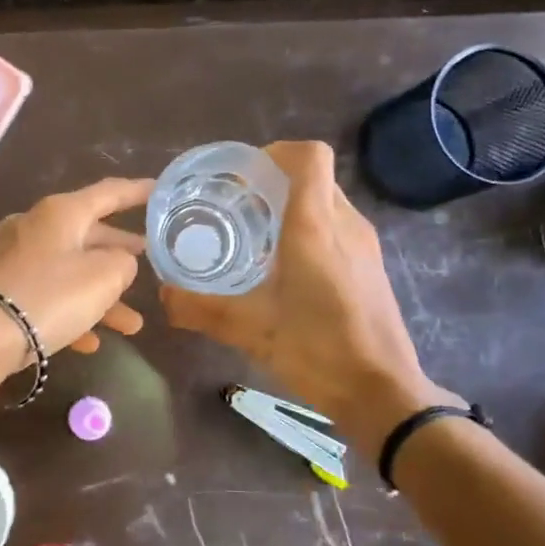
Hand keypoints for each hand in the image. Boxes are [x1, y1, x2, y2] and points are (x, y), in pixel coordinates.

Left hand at [0, 177, 153, 383]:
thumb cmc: (48, 297)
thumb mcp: (102, 277)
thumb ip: (123, 263)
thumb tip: (117, 262)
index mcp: (60, 213)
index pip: (109, 193)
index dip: (138, 192)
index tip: (160, 191)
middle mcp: (34, 228)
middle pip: (87, 234)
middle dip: (119, 253)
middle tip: (147, 259)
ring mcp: (13, 261)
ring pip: (68, 273)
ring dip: (101, 297)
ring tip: (133, 325)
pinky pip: (45, 298)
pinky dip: (70, 315)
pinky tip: (90, 342)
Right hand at [159, 141, 458, 429]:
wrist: (381, 392)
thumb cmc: (317, 352)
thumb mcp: (249, 330)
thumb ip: (200, 308)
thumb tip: (163, 296)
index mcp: (315, 227)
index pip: (308, 157)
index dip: (273, 154)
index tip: (240, 179)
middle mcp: (345, 224)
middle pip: (313, 176)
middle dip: (273, 182)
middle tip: (236, 208)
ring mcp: (364, 244)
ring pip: (327, 201)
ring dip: (292, 206)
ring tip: (255, 237)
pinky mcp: (371, 265)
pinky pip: (338, 226)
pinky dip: (310, 229)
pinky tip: (285, 268)